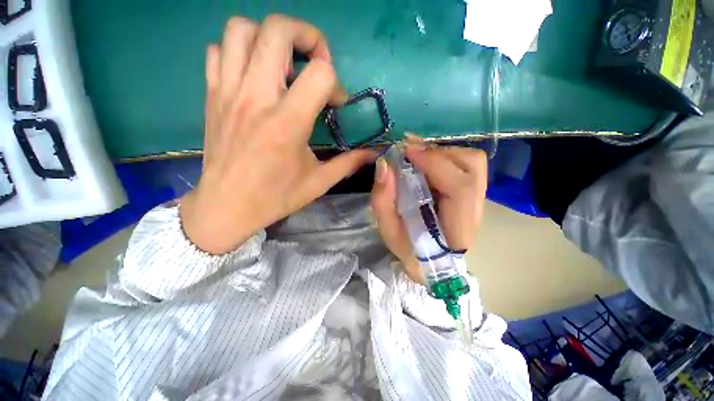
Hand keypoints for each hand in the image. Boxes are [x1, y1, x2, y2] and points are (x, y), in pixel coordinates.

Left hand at [180, 15, 375, 253]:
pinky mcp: (212, 95)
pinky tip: (254, 74)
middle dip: (307, 35)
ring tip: (284, 64)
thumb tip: (372, 153)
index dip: (335, 84)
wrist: (227, 206)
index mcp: (287, 123)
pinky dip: (240, 51)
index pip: (320, 74)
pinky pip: (219, 51)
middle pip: (277, 30)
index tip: (335, 104)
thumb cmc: (276, 197)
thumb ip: (348, 163)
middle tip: (316, 62)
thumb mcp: (319, 182)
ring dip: (269, 37)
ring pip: (242, 30)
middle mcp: (256, 98)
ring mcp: (228, 92)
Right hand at [370, 139, 487, 283]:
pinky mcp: (472, 193)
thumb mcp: (388, 231)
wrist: (429, 261)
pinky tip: (425, 163)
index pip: (460, 188)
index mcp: (458, 230)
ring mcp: (477, 200)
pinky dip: (444, 157)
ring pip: (472, 162)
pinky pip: (465, 165)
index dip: (435, 164)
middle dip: (438, 153)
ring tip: (417, 157)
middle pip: (473, 166)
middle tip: (410, 152)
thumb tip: (385, 165)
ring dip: (442, 154)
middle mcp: (476, 212)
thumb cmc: (408, 250)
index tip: (407, 151)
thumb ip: (383, 200)